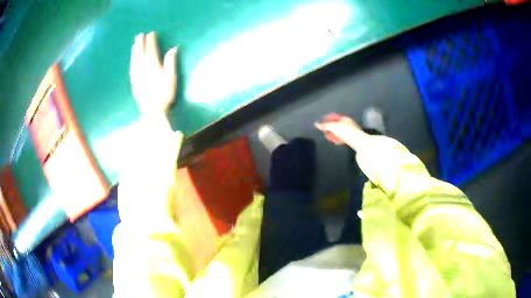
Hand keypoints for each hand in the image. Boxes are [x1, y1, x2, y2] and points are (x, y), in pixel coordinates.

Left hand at [130, 32, 177, 115]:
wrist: (152, 110)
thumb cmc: (164, 94)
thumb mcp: (171, 77)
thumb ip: (171, 62)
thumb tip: (173, 48)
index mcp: (153, 65)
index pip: (151, 49)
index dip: (151, 41)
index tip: (151, 33)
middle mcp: (143, 68)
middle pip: (140, 53)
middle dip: (140, 43)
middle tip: (140, 35)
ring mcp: (137, 75)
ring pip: (134, 59)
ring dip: (134, 50)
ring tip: (134, 44)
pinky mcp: (133, 82)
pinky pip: (131, 68)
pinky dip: (132, 61)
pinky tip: (132, 59)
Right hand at [315, 113, 366, 146]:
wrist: (358, 141)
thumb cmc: (346, 131)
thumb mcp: (333, 127)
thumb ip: (325, 125)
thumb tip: (316, 123)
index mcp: (345, 119)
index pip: (334, 117)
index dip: (327, 118)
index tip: (321, 121)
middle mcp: (348, 124)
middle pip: (337, 124)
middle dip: (329, 127)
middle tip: (323, 130)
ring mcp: (350, 131)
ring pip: (339, 132)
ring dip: (333, 134)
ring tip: (327, 137)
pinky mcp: (351, 139)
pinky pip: (342, 137)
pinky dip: (337, 138)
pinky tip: (334, 141)